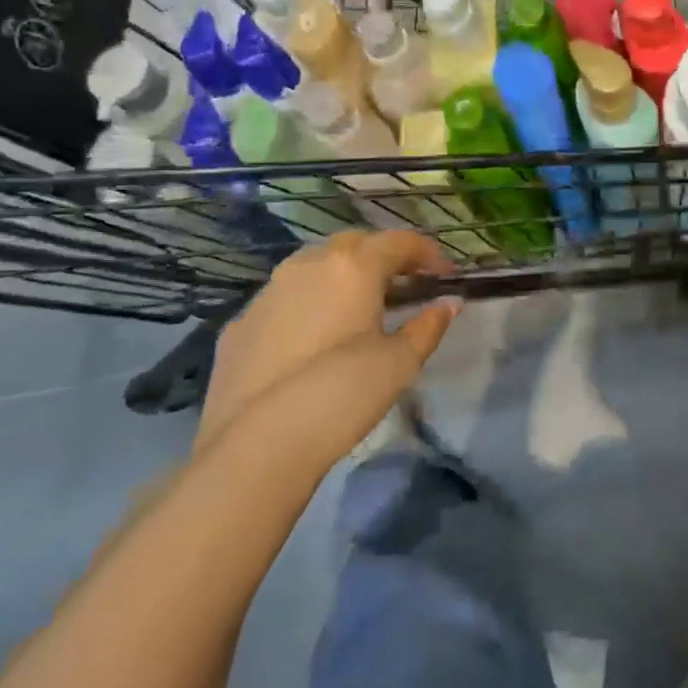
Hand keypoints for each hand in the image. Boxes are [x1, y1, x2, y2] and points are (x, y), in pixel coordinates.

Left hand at [199, 231, 459, 460]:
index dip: (427, 253)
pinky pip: (282, 301)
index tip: (445, 274)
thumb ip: (427, 327)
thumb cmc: (342, 394)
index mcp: (352, 267)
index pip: (398, 242)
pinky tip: (312, 339)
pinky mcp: (239, 325)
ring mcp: (267, 293)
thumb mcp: (399, 364)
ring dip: (340, 276)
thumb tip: (448, 304)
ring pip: (312, 267)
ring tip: (357, 308)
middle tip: (403, 284)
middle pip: (353, 244)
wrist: (256, 445)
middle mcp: (307, 265)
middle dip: (381, 256)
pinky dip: (306, 306)